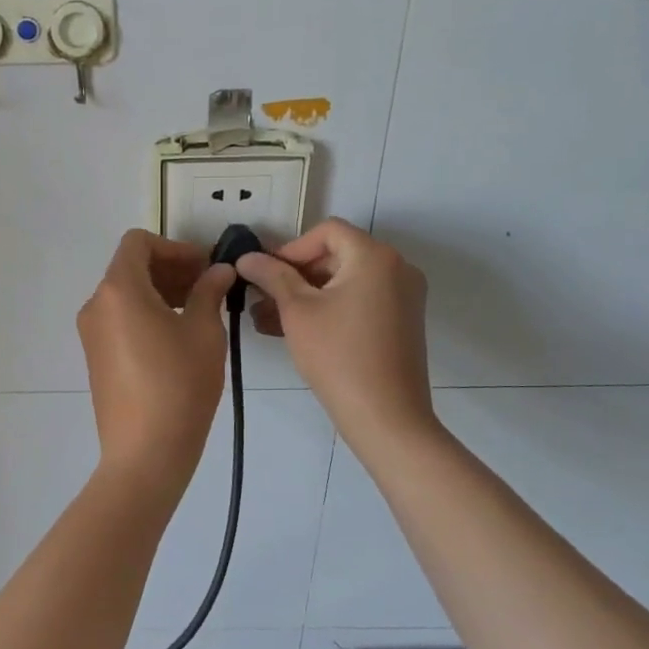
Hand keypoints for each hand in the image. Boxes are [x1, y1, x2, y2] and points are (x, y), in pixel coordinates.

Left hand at [78, 230, 235, 488]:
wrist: (145, 453)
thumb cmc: (179, 385)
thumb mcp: (204, 332)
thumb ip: (209, 292)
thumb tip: (218, 271)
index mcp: (118, 290)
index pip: (138, 243)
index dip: (175, 248)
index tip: (204, 267)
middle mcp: (96, 304)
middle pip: (130, 267)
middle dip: (170, 268)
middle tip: (208, 286)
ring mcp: (91, 332)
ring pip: (125, 294)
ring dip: (160, 291)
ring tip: (197, 310)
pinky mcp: (95, 356)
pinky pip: (119, 318)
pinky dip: (146, 313)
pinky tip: (176, 335)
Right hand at [237, 219, 435, 450]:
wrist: (386, 417)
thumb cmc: (337, 355)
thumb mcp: (297, 311)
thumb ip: (271, 276)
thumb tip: (246, 257)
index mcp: (375, 256)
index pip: (327, 231)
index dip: (291, 248)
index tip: (265, 275)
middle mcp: (396, 268)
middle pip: (336, 255)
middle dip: (294, 275)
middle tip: (261, 298)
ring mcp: (402, 297)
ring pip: (344, 282)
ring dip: (306, 295)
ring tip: (266, 320)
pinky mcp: (400, 322)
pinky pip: (358, 302)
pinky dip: (328, 309)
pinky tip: (293, 331)